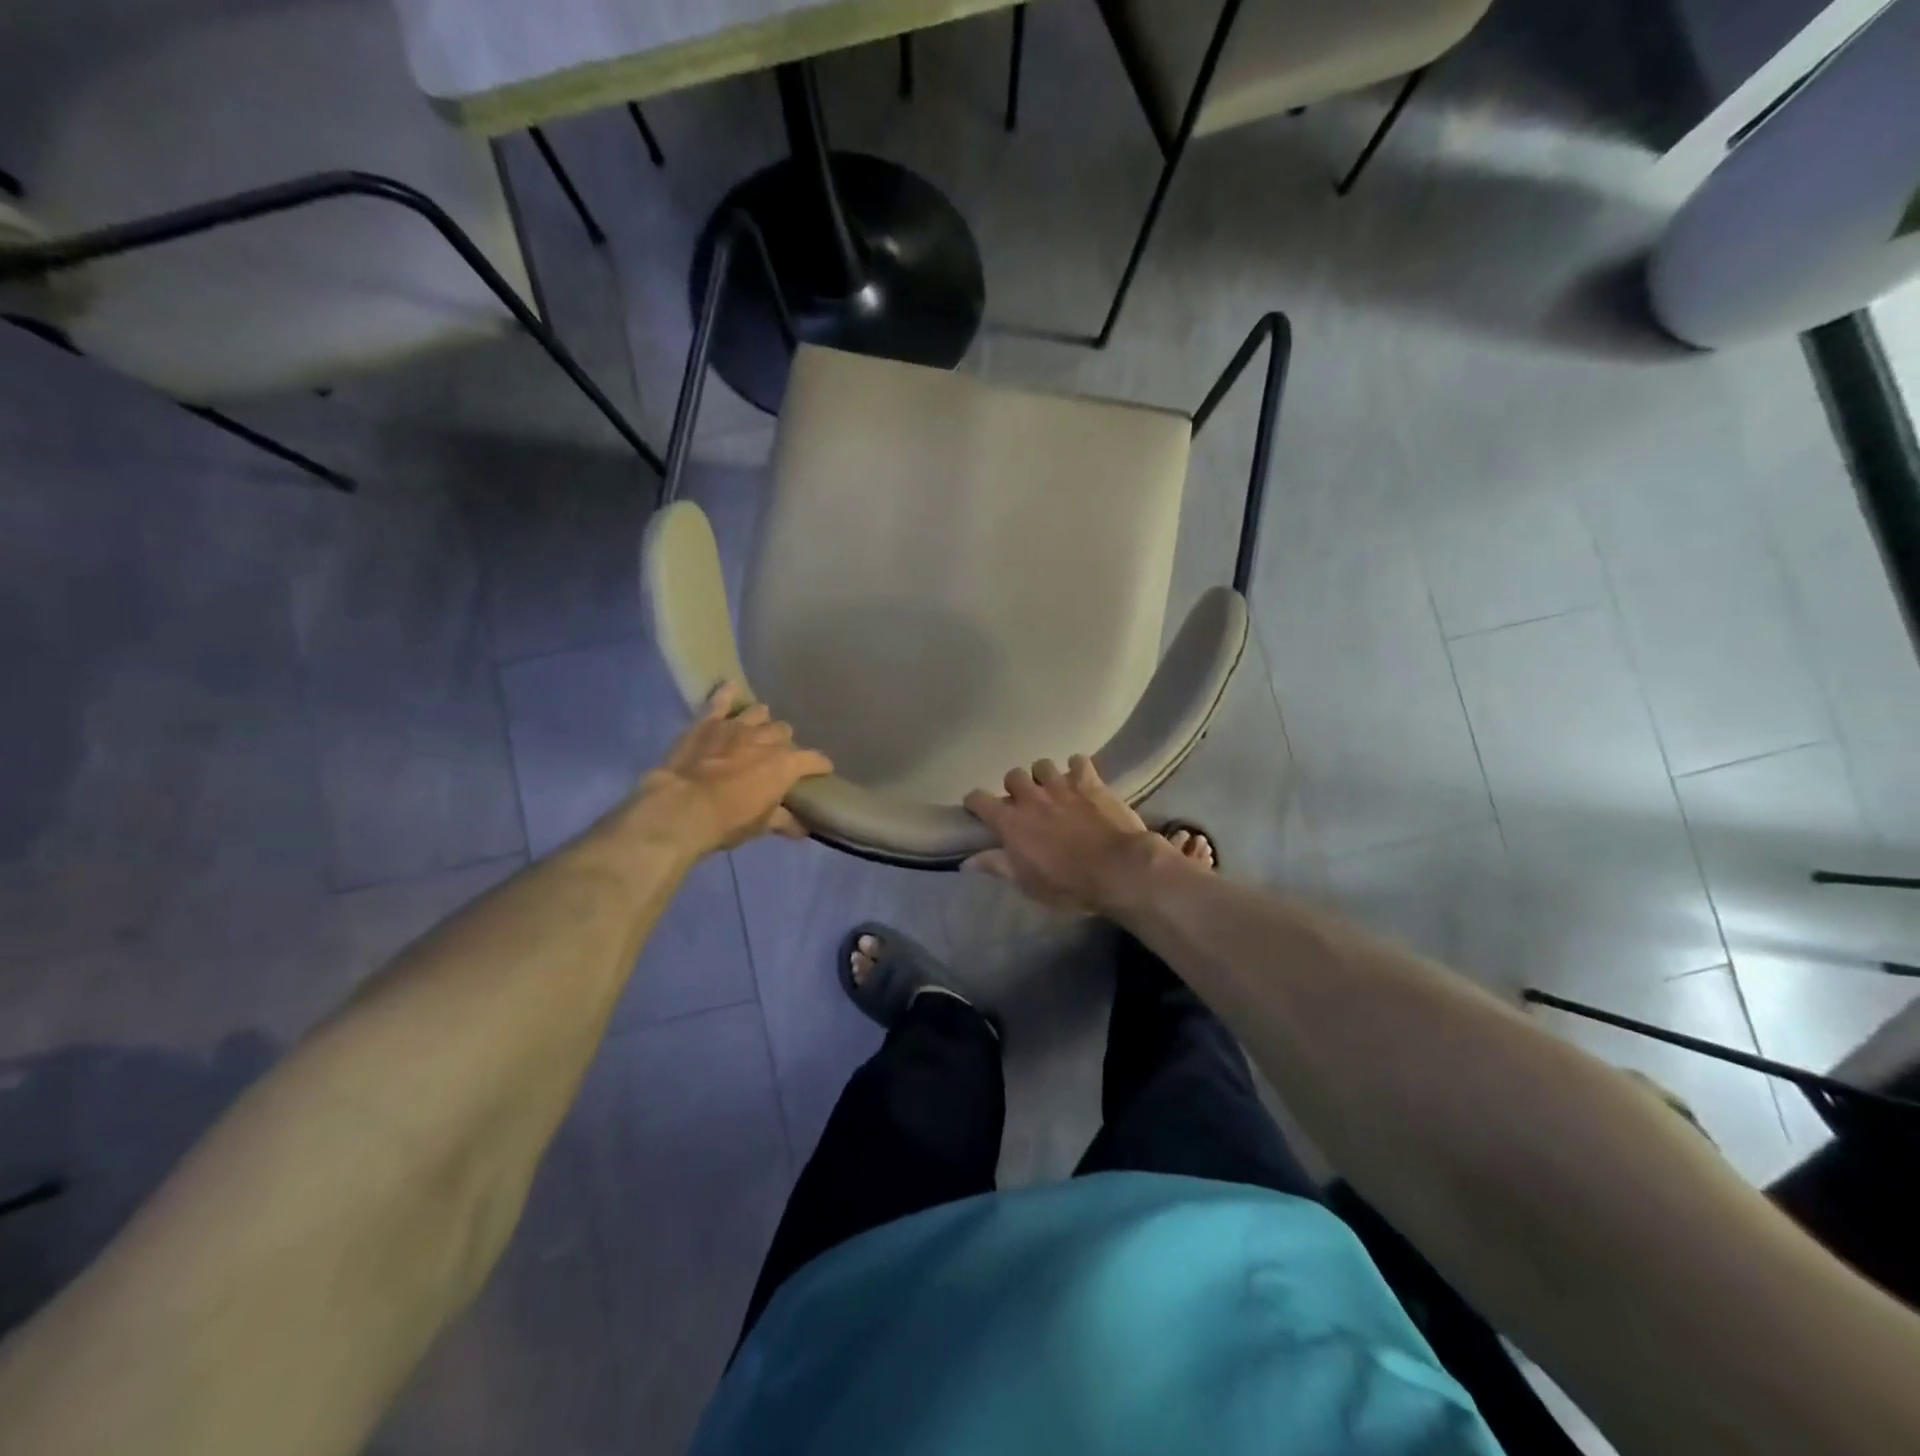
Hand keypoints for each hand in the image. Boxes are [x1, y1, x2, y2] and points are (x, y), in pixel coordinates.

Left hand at [639, 683, 832, 854]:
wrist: (682, 808)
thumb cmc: (728, 821)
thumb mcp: (760, 826)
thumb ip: (783, 820)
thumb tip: (802, 828)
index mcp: (785, 765)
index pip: (814, 760)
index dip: (820, 765)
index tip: (822, 770)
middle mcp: (766, 739)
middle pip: (784, 732)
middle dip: (783, 743)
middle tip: (775, 757)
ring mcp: (737, 726)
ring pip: (759, 713)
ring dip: (761, 721)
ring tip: (757, 730)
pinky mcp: (708, 722)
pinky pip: (720, 701)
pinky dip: (726, 693)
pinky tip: (730, 687)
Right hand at [962, 755, 1166, 913]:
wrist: (1118, 869)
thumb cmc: (1069, 884)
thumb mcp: (1027, 883)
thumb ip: (998, 866)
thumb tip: (968, 861)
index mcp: (1011, 822)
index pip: (978, 799)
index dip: (975, 803)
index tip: (978, 810)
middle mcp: (1031, 797)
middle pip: (1012, 776)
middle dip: (1015, 788)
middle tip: (1025, 804)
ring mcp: (1061, 786)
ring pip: (1042, 765)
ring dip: (1044, 776)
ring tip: (1053, 789)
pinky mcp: (1089, 782)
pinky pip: (1078, 761)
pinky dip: (1077, 768)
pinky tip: (1081, 779)